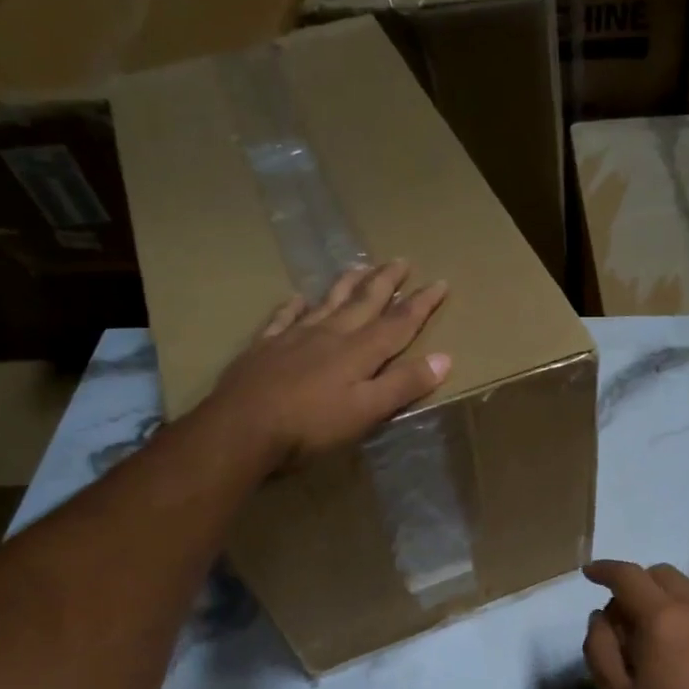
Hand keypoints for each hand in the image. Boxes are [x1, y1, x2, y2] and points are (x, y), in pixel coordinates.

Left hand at [207, 261, 450, 466]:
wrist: (242, 427)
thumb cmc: (311, 426)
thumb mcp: (366, 411)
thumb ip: (403, 385)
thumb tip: (445, 359)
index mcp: (358, 352)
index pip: (398, 323)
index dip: (421, 304)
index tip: (440, 282)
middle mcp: (330, 335)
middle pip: (363, 303)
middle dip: (386, 282)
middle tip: (401, 260)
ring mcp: (294, 337)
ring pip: (327, 302)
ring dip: (346, 285)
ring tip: (360, 266)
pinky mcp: (264, 347)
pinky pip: (283, 318)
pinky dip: (293, 306)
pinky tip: (296, 298)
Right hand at [582, 561, 688, 688]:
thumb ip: (599, 647)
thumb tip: (600, 616)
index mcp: (662, 618)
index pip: (628, 575)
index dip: (604, 569)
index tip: (588, 574)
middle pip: (660, 573)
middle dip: (635, 582)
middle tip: (620, 615)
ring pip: (687, 586)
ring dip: (661, 594)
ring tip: (649, 628)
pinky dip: (684, 609)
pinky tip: (677, 641)